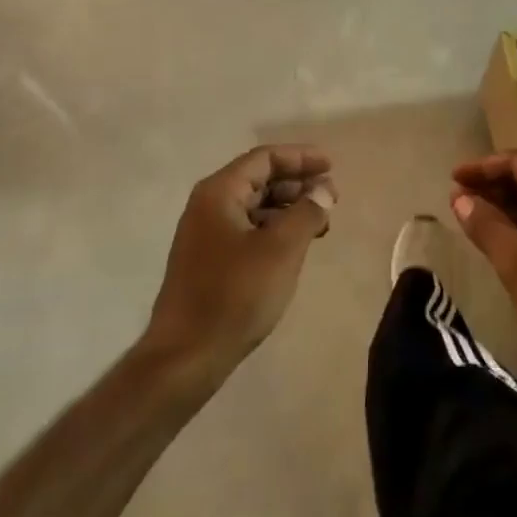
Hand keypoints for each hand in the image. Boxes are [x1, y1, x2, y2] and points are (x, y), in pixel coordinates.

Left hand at [142, 146, 336, 380]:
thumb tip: (324, 189)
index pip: (265, 158)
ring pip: (254, 207)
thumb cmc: (235, 294)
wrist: (186, 357)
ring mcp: (205, 235)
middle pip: (259, 179)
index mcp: (219, 192)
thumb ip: (308, 211)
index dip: (301, 158)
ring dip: (288, 209)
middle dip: (297, 184)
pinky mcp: (208, 262)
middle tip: (330, 199)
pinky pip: (247, 230)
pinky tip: (295, 248)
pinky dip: (275, 231)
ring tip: (321, 225)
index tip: (331, 167)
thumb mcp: (282, 249)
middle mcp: (208, 206)